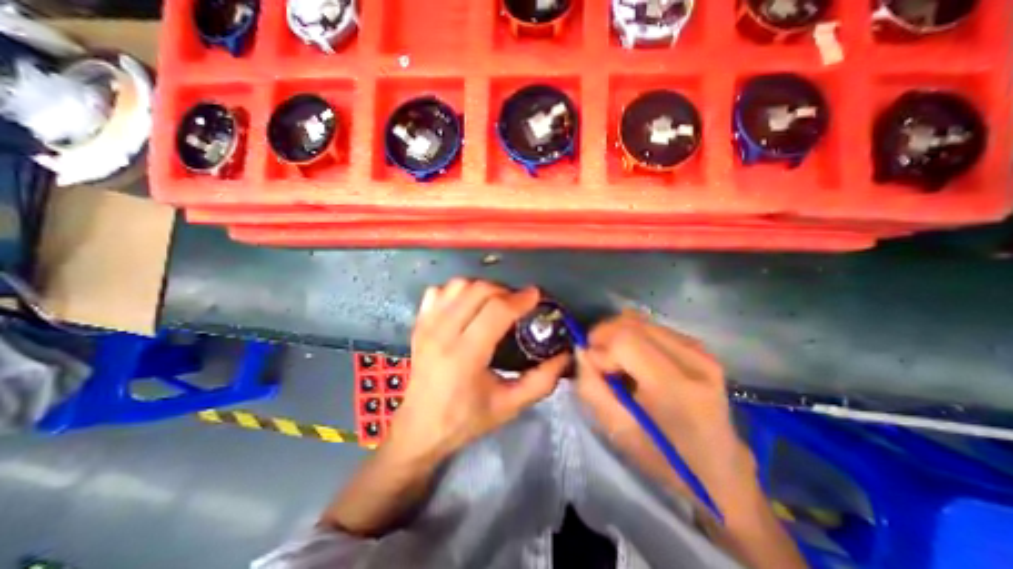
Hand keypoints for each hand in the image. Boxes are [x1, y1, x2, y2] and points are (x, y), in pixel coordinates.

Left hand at [390, 277, 567, 461]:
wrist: (419, 428)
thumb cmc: (465, 419)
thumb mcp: (509, 406)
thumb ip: (541, 381)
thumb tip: (564, 354)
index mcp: (465, 356)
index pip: (496, 311)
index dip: (520, 299)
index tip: (536, 296)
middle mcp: (442, 334)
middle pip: (478, 290)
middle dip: (504, 290)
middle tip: (518, 303)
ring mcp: (427, 325)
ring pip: (458, 285)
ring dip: (482, 288)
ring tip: (495, 302)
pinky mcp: (419, 324)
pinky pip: (439, 291)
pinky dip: (458, 291)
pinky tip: (467, 305)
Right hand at [574, 314, 754, 513]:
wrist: (718, 466)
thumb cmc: (664, 455)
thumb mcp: (617, 430)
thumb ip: (591, 387)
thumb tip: (582, 350)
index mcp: (675, 387)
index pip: (625, 340)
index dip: (600, 346)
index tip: (594, 366)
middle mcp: (692, 359)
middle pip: (632, 324)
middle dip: (604, 335)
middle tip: (597, 358)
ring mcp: (699, 349)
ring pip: (640, 321)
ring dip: (617, 334)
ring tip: (614, 358)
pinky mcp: (699, 346)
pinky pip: (652, 326)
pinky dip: (633, 335)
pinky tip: (633, 357)